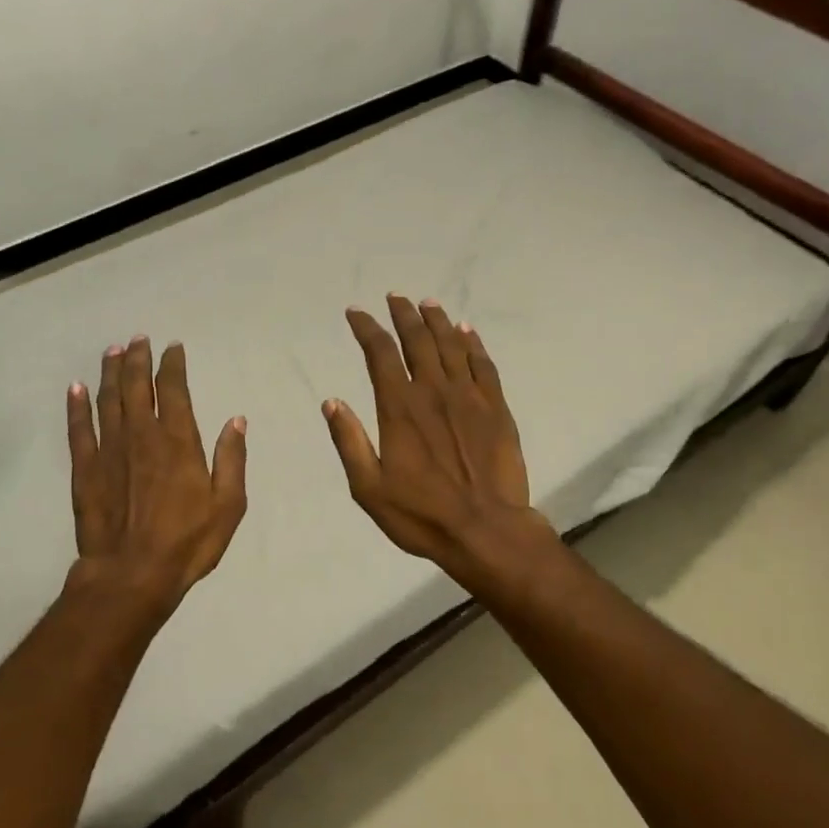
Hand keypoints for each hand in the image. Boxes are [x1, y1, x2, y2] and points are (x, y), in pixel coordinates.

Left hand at [66, 337, 247, 612]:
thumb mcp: (228, 505)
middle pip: (136, 385)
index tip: (173, 348)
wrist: (131, 575)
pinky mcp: (85, 469)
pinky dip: (76, 405)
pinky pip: (79, 428)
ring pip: (107, 399)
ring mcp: (109, 449)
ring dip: (110, 372)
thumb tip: (236, 420)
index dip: (173, 364)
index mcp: (178, 440)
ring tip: (112, 351)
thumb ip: (231, 459)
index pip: (174, 389)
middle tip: (138, 339)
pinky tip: (75, 388)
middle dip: (138, 358)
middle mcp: (142, 434)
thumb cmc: (187, 542)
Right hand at [323, 296, 551, 585]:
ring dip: (437, 320)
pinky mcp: (496, 408)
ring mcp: (469, 397)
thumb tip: (331, 401)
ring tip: (427, 303)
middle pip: (417, 340)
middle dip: (403, 315)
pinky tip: (466, 330)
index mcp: (400, 409)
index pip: (379, 354)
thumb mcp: (369, 488)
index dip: (367, 329)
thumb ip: (350, 442)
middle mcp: (433, 391)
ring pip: (451, 345)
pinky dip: (473, 343)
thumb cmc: (422, 514)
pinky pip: (483, 364)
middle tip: (395, 297)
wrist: (486, 530)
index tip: (356, 312)